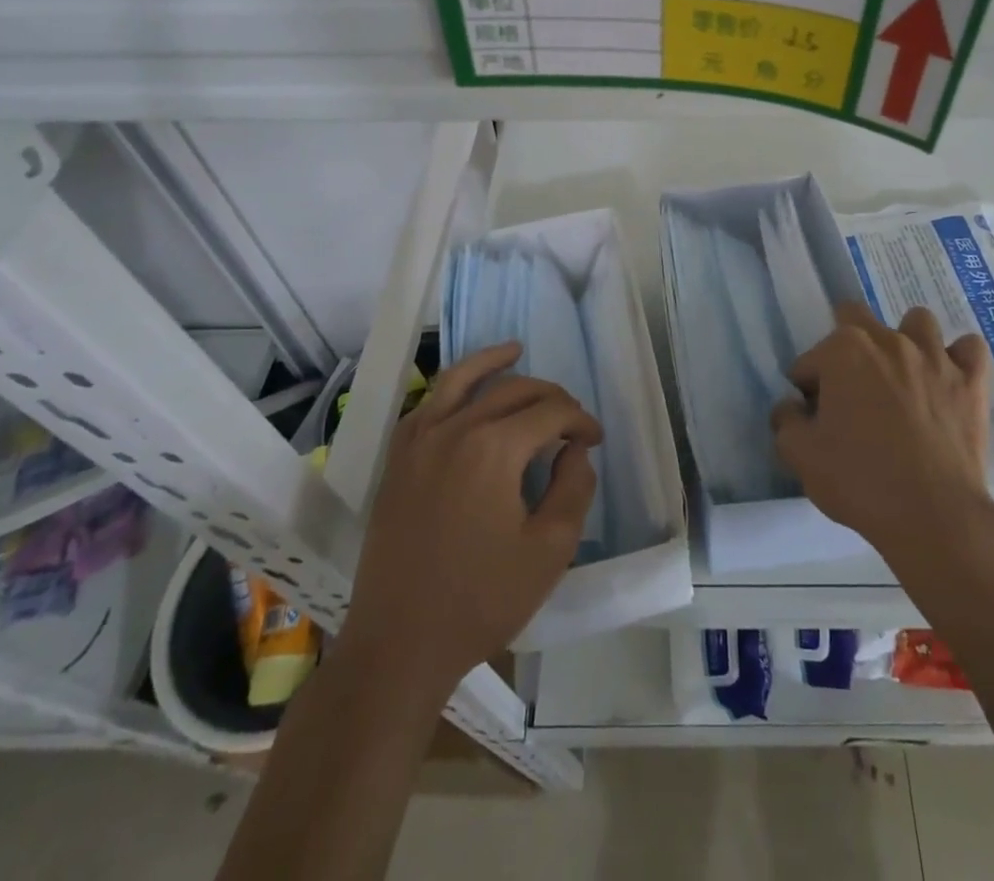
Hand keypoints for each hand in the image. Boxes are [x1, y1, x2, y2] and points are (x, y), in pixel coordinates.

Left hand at [343, 342, 600, 696]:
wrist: (398, 644)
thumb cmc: (481, 600)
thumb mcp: (550, 550)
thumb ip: (573, 488)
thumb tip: (574, 450)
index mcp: (495, 448)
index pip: (551, 412)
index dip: (581, 421)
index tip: (595, 442)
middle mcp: (455, 429)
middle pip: (514, 390)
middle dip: (551, 397)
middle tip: (571, 421)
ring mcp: (419, 440)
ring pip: (462, 380)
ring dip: (494, 363)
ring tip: (515, 349)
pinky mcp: (398, 459)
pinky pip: (428, 404)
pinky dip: (452, 388)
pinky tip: (467, 393)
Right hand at [774, 303, 993, 566]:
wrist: (933, 515)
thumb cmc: (860, 480)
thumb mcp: (801, 456)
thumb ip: (786, 421)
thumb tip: (791, 407)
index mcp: (843, 351)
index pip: (811, 360)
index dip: (808, 388)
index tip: (815, 417)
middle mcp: (888, 340)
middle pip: (857, 319)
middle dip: (846, 346)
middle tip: (850, 388)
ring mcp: (934, 356)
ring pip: (918, 322)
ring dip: (905, 341)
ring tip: (901, 376)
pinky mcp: (970, 381)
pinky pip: (970, 348)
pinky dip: (958, 357)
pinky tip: (948, 378)